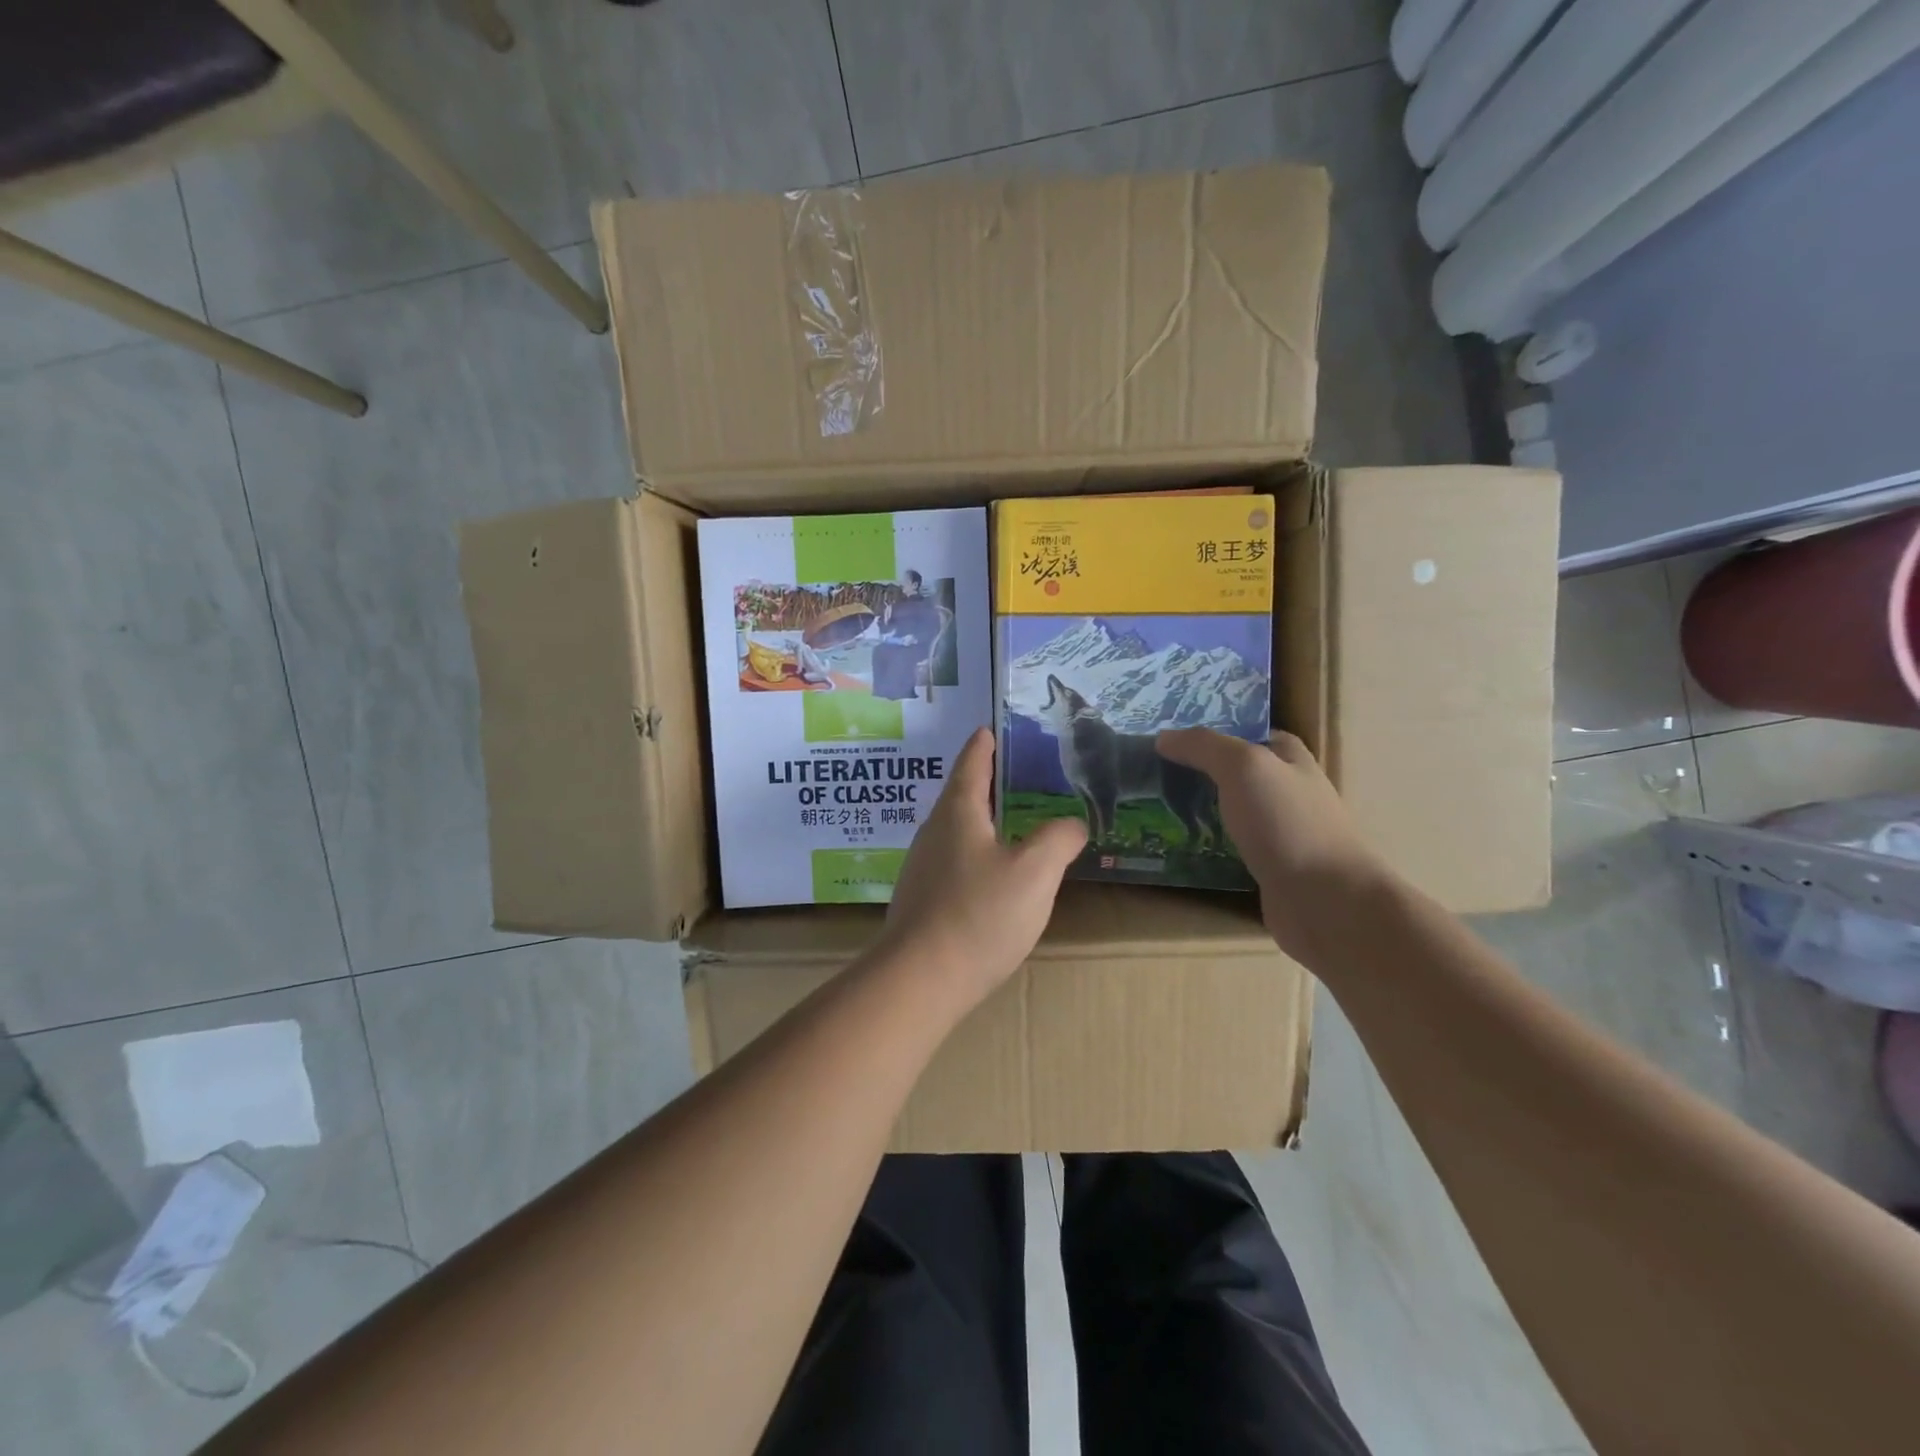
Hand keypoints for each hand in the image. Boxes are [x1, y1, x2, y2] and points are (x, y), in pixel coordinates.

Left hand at [875, 727, 1086, 1013]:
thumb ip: (1059, 839)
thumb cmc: (979, 914)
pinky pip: (952, 862)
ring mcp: (922, 867)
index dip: (984, 745)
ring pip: (956, 831)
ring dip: (980, 822)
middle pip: (960, 796)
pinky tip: (991, 876)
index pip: (972, 764)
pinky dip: (975, 855)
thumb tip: (1072, 823)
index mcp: (958, 812)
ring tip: (1009, 824)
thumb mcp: (1035, 872)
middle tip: (1014, 776)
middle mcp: (933, 832)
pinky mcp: (921, 899)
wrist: (920, 979)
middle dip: (985, 783)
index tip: (988, 729)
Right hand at [1155, 728, 1388, 957]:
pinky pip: (1232, 849)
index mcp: (1292, 761)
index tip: (1178, 737)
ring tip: (1158, 808)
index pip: (1254, 735)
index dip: (1220, 732)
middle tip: (1156, 772)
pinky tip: (1180, 847)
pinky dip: (1209, 846)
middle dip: (1204, 772)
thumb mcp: (1244, 767)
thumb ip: (1204, 747)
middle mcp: (1290, 793)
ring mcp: (1282, 834)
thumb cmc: (1287, 823)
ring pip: (1235, 813)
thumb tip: (1164, 737)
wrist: (1324, 901)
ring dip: (1203, 810)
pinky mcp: (1271, 870)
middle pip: (1242, 775)